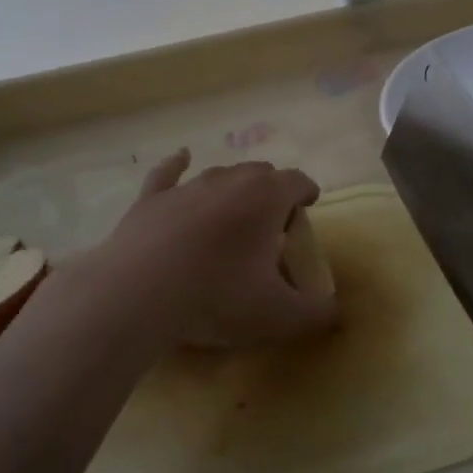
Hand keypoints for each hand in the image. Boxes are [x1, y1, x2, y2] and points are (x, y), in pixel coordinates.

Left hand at [87, 149, 337, 348]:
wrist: (137, 294)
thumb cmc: (217, 296)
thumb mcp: (278, 315)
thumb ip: (315, 313)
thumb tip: (336, 312)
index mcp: (266, 198)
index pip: (297, 181)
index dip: (307, 191)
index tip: (309, 206)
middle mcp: (230, 180)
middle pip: (260, 172)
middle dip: (272, 190)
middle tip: (272, 223)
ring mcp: (187, 186)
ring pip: (220, 174)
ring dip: (233, 187)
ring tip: (235, 210)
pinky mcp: (151, 199)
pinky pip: (168, 173)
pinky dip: (177, 165)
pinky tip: (180, 157)